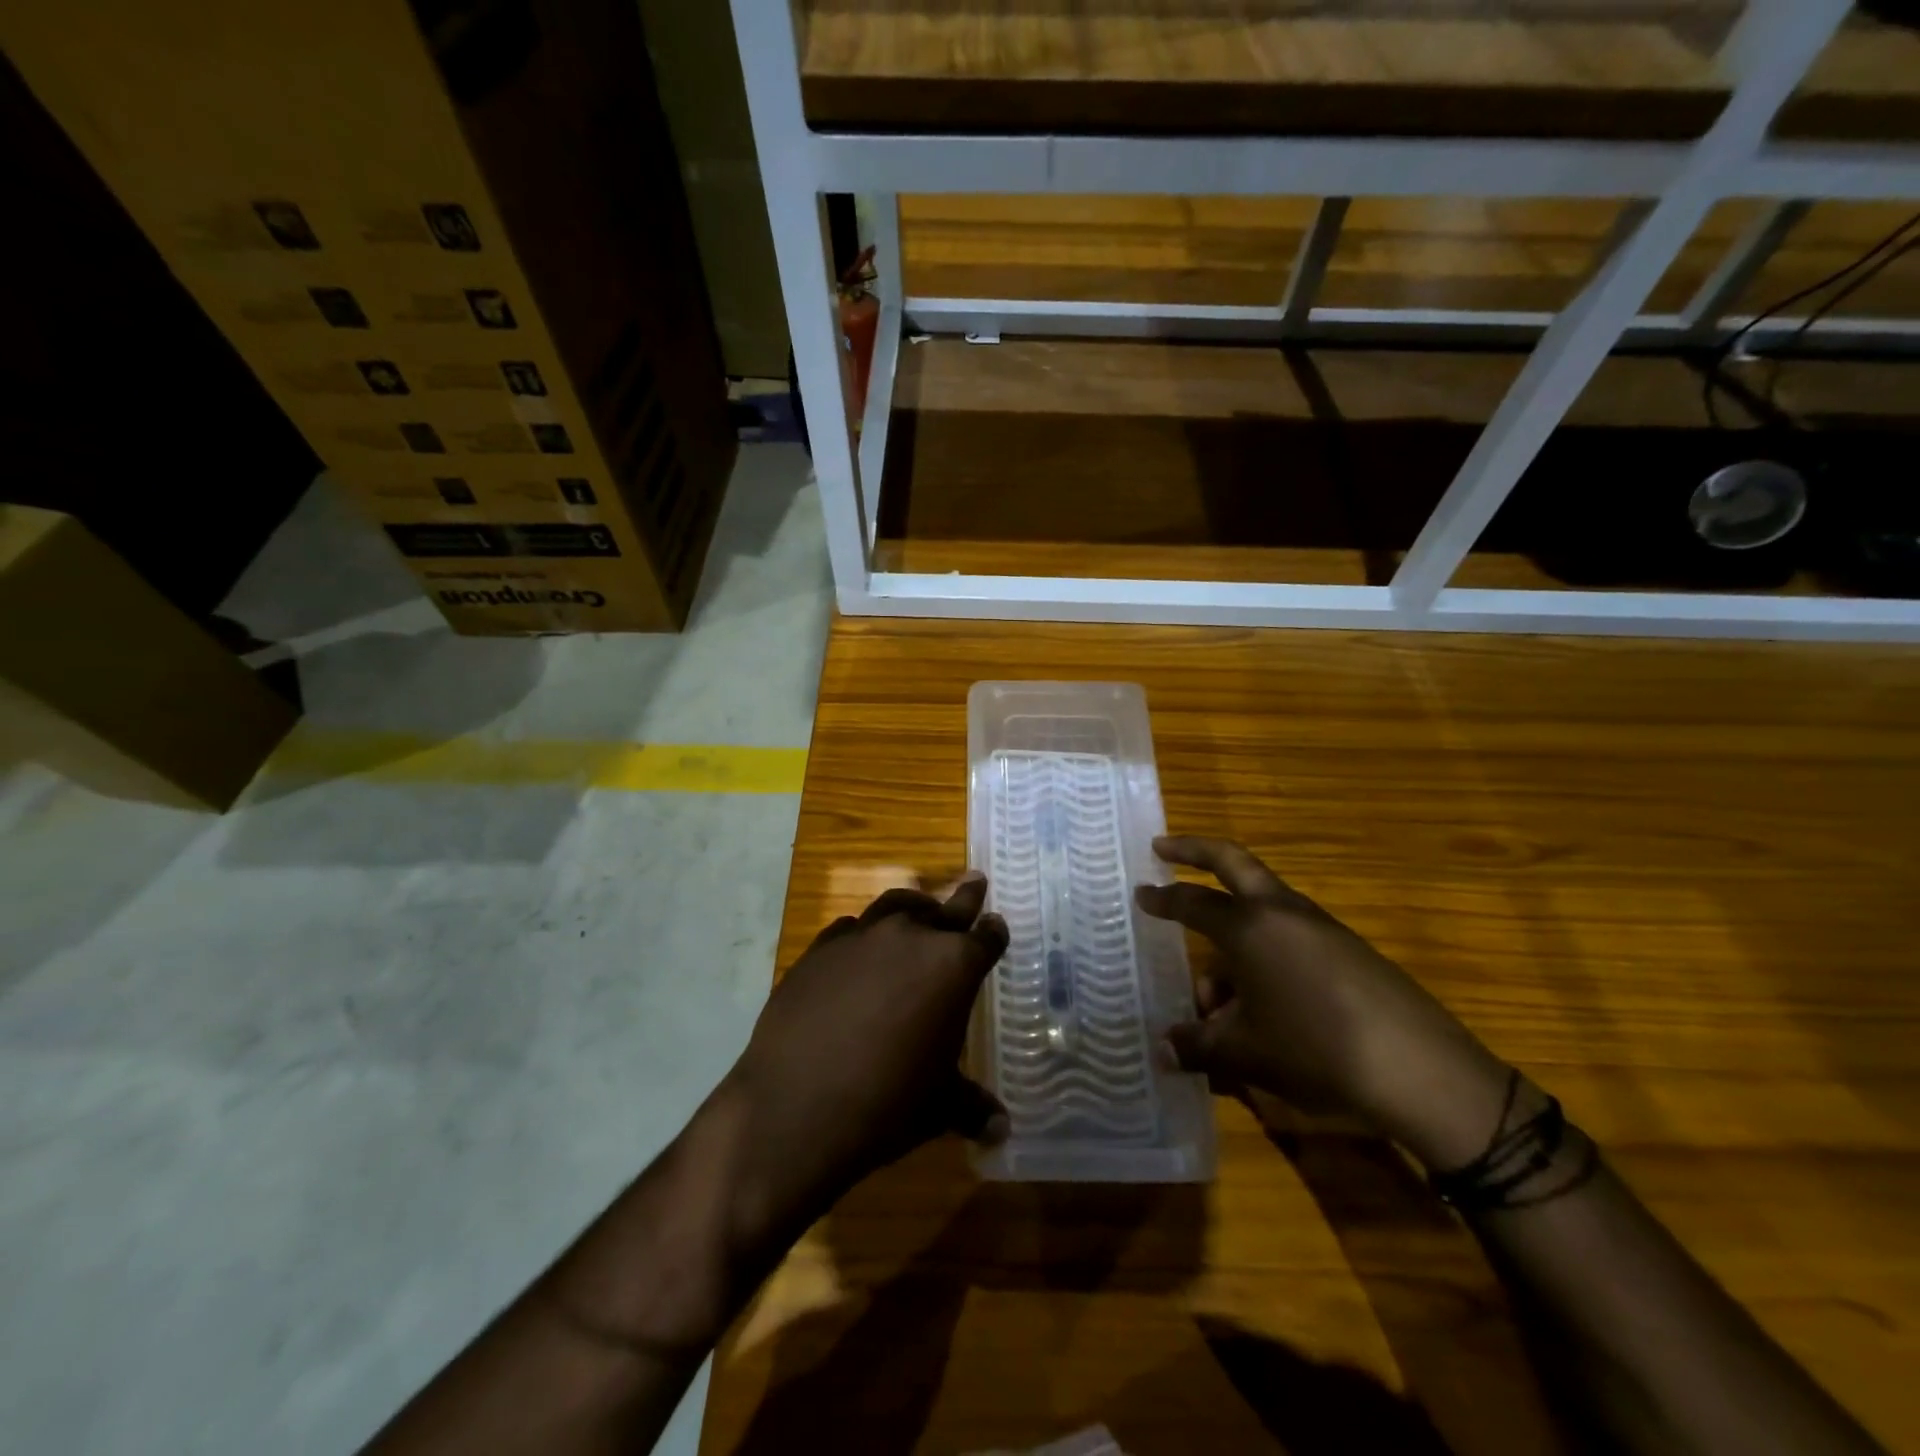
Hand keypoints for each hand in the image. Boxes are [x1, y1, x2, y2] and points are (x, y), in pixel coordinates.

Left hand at [715, 878, 1008, 1249]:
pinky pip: (849, 929)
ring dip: (912, 908)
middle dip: (964, 897)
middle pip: (946, 908)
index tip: (996, 927)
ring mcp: (861, 937)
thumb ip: (973, 1106)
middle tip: (974, 882)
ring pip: (895, 906)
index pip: (986, 937)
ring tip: (918, 910)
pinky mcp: (819, 949)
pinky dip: (863, 935)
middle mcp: (910, 937)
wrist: (795, 1108)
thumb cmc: (886, 1105)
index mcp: (953, 966)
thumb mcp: (939, 1107)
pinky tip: (859, 952)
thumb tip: (1002, 1128)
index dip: (994, 933)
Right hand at [1136, 837, 1513, 1170]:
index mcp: (1249, 927)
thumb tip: (1161, 1052)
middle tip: (1165, 847)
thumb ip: (1197, 1047)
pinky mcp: (1348, 950)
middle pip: (1232, 862)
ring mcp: (1321, 927)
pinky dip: (1264, 954)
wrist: (1422, 1071)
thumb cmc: (1315, 1050)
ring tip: (1218, 999)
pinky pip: (1289, 937)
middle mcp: (1282, 913)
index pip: (1192, 901)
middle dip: (1195, 851)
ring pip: (1262, 911)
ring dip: (1232, 933)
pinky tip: (1263, 1005)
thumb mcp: (1245, 1053)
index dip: (1162, 898)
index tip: (1140, 892)